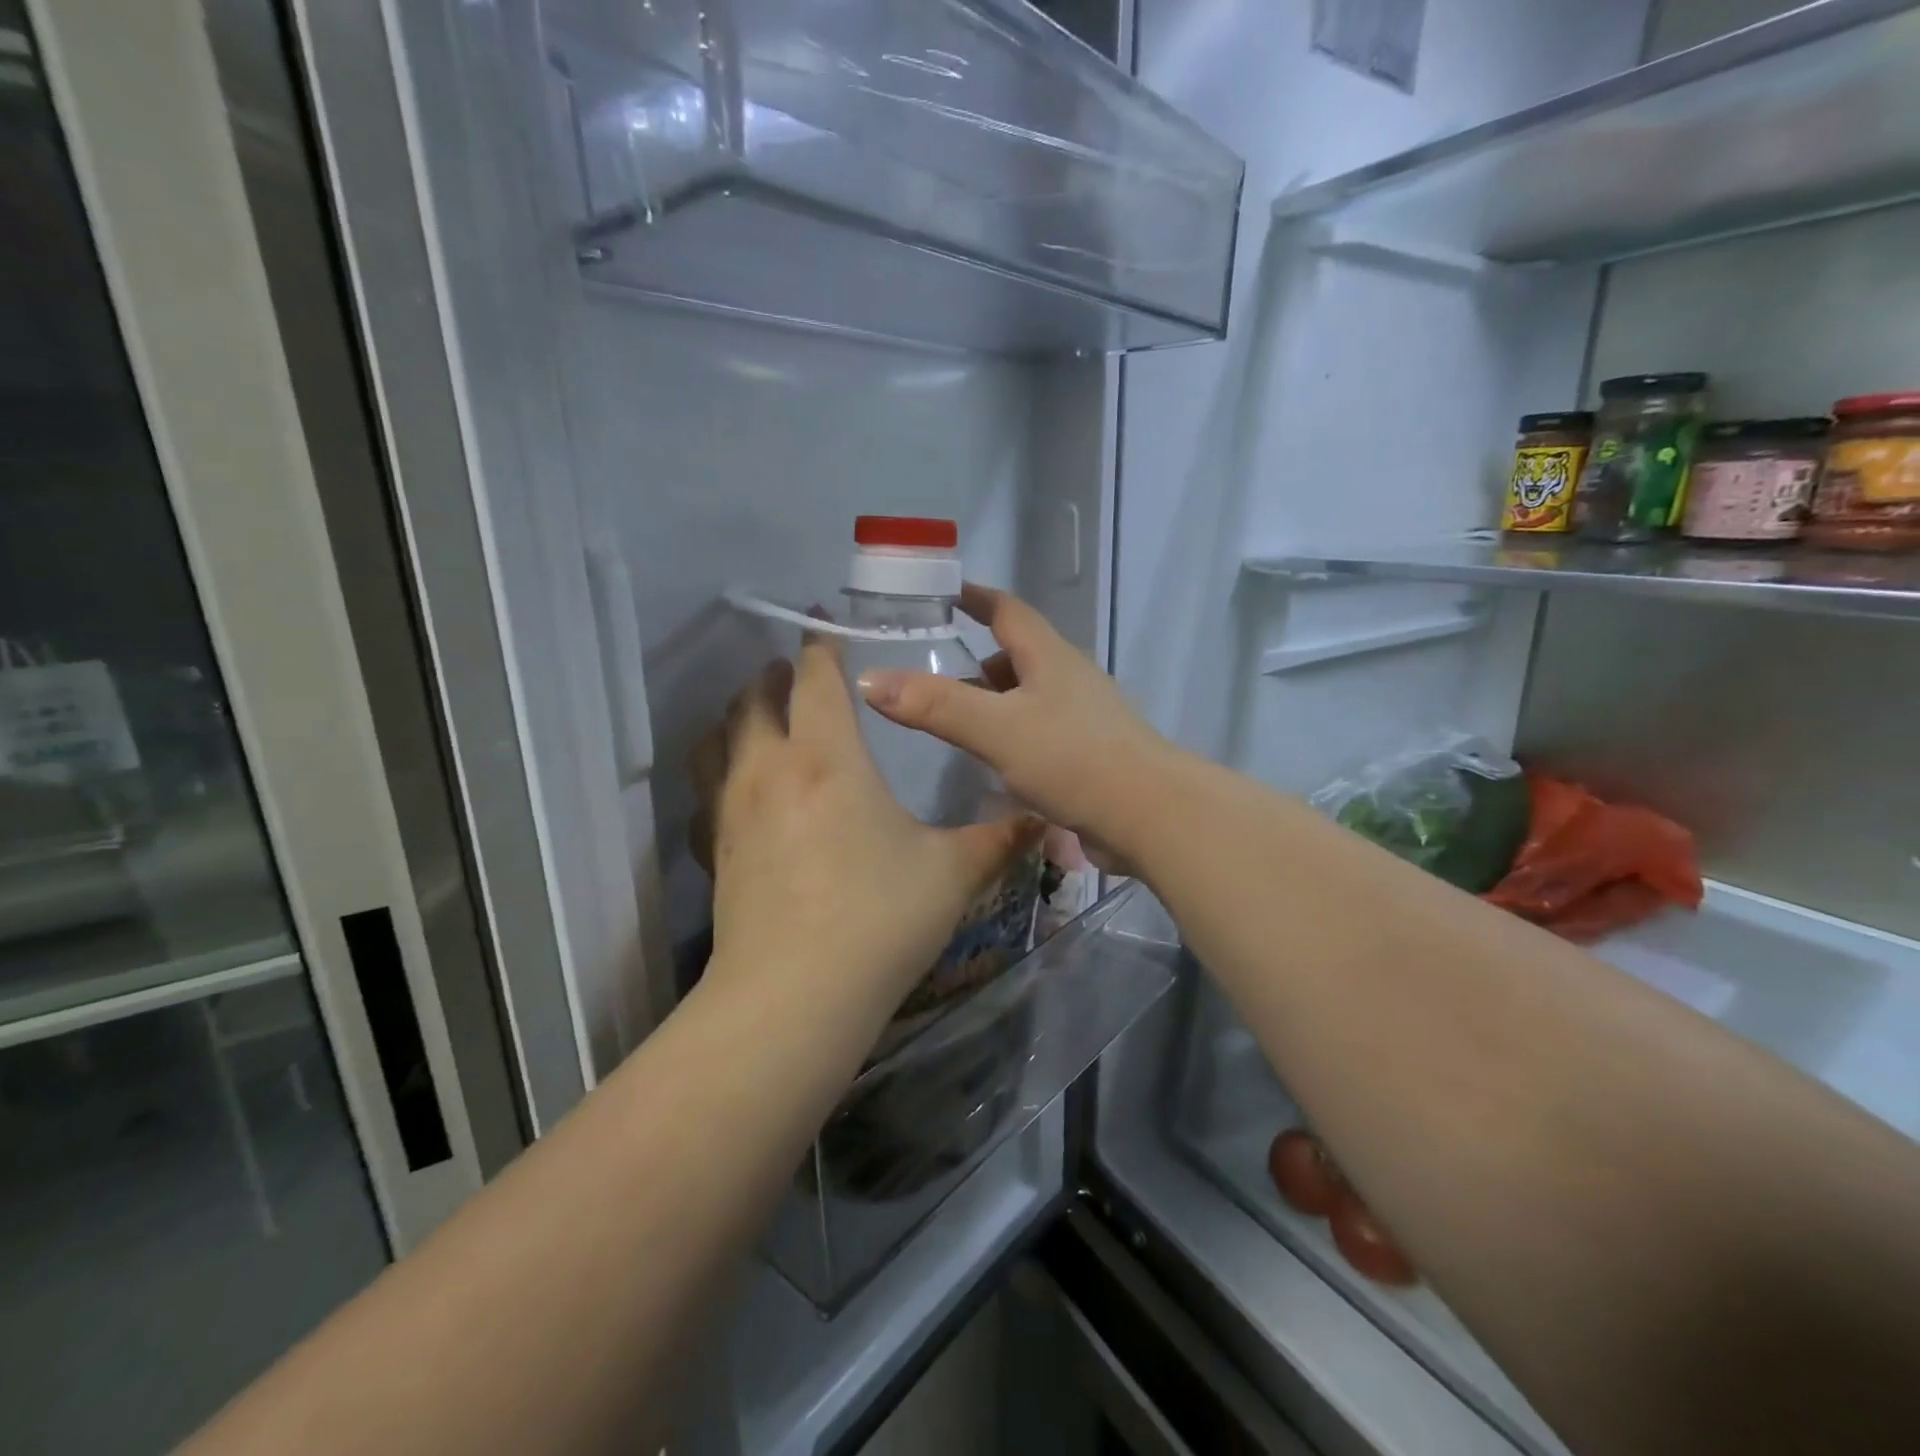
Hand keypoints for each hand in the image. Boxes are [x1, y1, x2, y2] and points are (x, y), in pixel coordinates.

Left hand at [691, 635, 1038, 1015]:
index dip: (821, 647)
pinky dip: (719, 770)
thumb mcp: (951, 873)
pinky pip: (707, 789)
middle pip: (755, 698)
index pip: (815, 679)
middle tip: (796, 673)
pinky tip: (740, 789)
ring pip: (719, 738)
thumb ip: (998, 839)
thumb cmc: (879, 917)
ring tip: (761, 716)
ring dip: (739, 715)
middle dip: (775, 677)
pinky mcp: (715, 850)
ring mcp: (732, 809)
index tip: (826, 628)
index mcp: (827, 757)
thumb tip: (1041, 821)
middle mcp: (770, 769)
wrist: (795, 996)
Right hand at [855, 584, 1175, 867]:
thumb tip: (871, 679)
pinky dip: (1012, 735)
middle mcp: (1070, 679)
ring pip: (1029, 697)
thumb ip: (935, 706)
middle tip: (933, 675)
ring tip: (956, 722)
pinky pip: (1041, 732)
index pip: (1008, 610)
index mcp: (1050, 658)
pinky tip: (995, 762)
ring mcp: (1085, 718)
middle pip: (1019, 655)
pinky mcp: (1091, 755)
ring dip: (995, 701)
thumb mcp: (996, 728)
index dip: (976, 597)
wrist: (1150, 816)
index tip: (944, 593)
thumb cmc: (1073, 759)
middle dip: (977, 660)